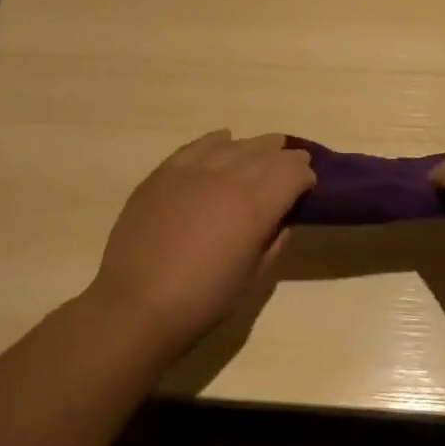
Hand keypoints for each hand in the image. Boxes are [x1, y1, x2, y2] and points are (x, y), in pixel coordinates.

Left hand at [85, 131, 315, 354]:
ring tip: (264, 150)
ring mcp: (193, 170)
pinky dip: (216, 141)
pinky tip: (223, 140)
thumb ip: (273, 241)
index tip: (307, 186)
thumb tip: (282, 219)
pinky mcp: (165, 172)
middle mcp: (229, 176)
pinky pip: (198, 146)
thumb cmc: (203, 300)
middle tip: (292, 165)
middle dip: (285, 157)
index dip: (305, 176)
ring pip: (235, 145)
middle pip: (267, 153)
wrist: (137, 304)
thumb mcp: (253, 277)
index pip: (293, 172)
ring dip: (255, 147)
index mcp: (256, 204)